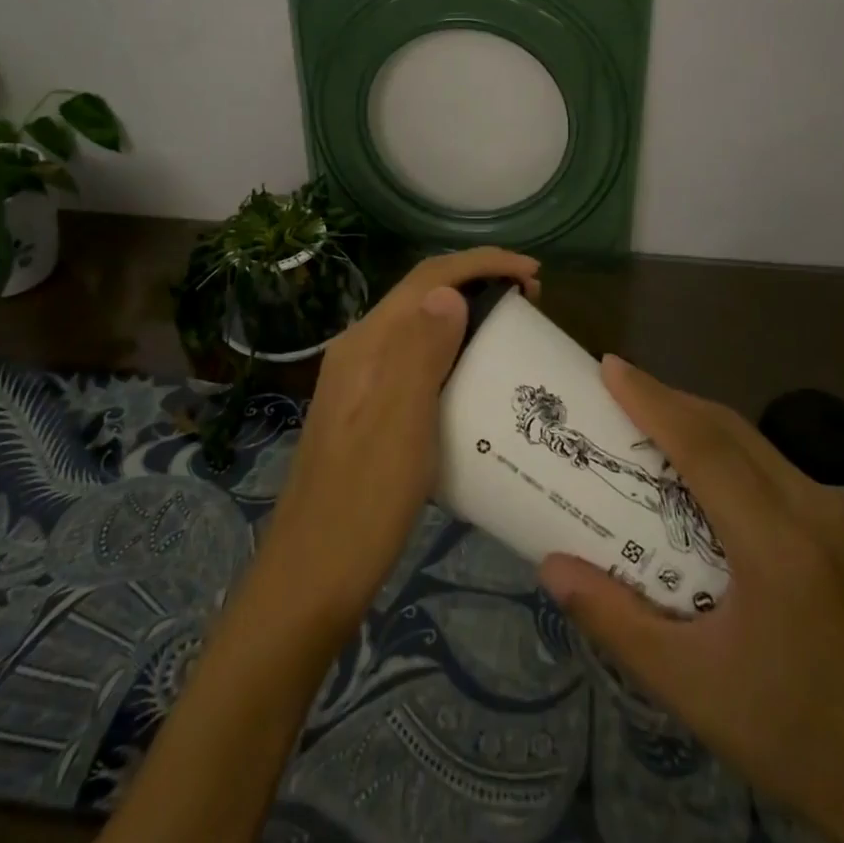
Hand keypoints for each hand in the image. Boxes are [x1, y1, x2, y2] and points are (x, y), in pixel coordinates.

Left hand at [257, 247, 540, 634]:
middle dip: (478, 284)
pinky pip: (417, 360)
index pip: (427, 278)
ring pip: (420, 328)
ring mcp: (361, 382)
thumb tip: (450, 292)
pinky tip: (476, 379)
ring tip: (512, 331)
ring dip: (467, 316)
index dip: (481, 263)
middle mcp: (360, 351)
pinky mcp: (368, 411)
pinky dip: (453, 352)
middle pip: (423, 296)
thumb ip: (420, 352)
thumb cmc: (362, 503)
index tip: (533, 273)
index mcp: (366, 344)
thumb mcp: (399, 424)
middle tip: (531, 302)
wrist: (310, 579)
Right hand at [539, 357, 843, 842]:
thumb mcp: (687, 685)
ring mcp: (835, 512)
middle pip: (729, 429)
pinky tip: (699, 465)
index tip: (609, 367)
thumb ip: (613, 618)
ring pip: (753, 438)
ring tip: (647, 417)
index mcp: (777, 544)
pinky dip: (726, 445)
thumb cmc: (786, 732)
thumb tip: (550, 565)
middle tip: (616, 387)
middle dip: (669, 399)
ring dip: (697, 419)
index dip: (653, 401)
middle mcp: (812, 509)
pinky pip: (772, 461)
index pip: (704, 447)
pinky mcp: (842, 524)